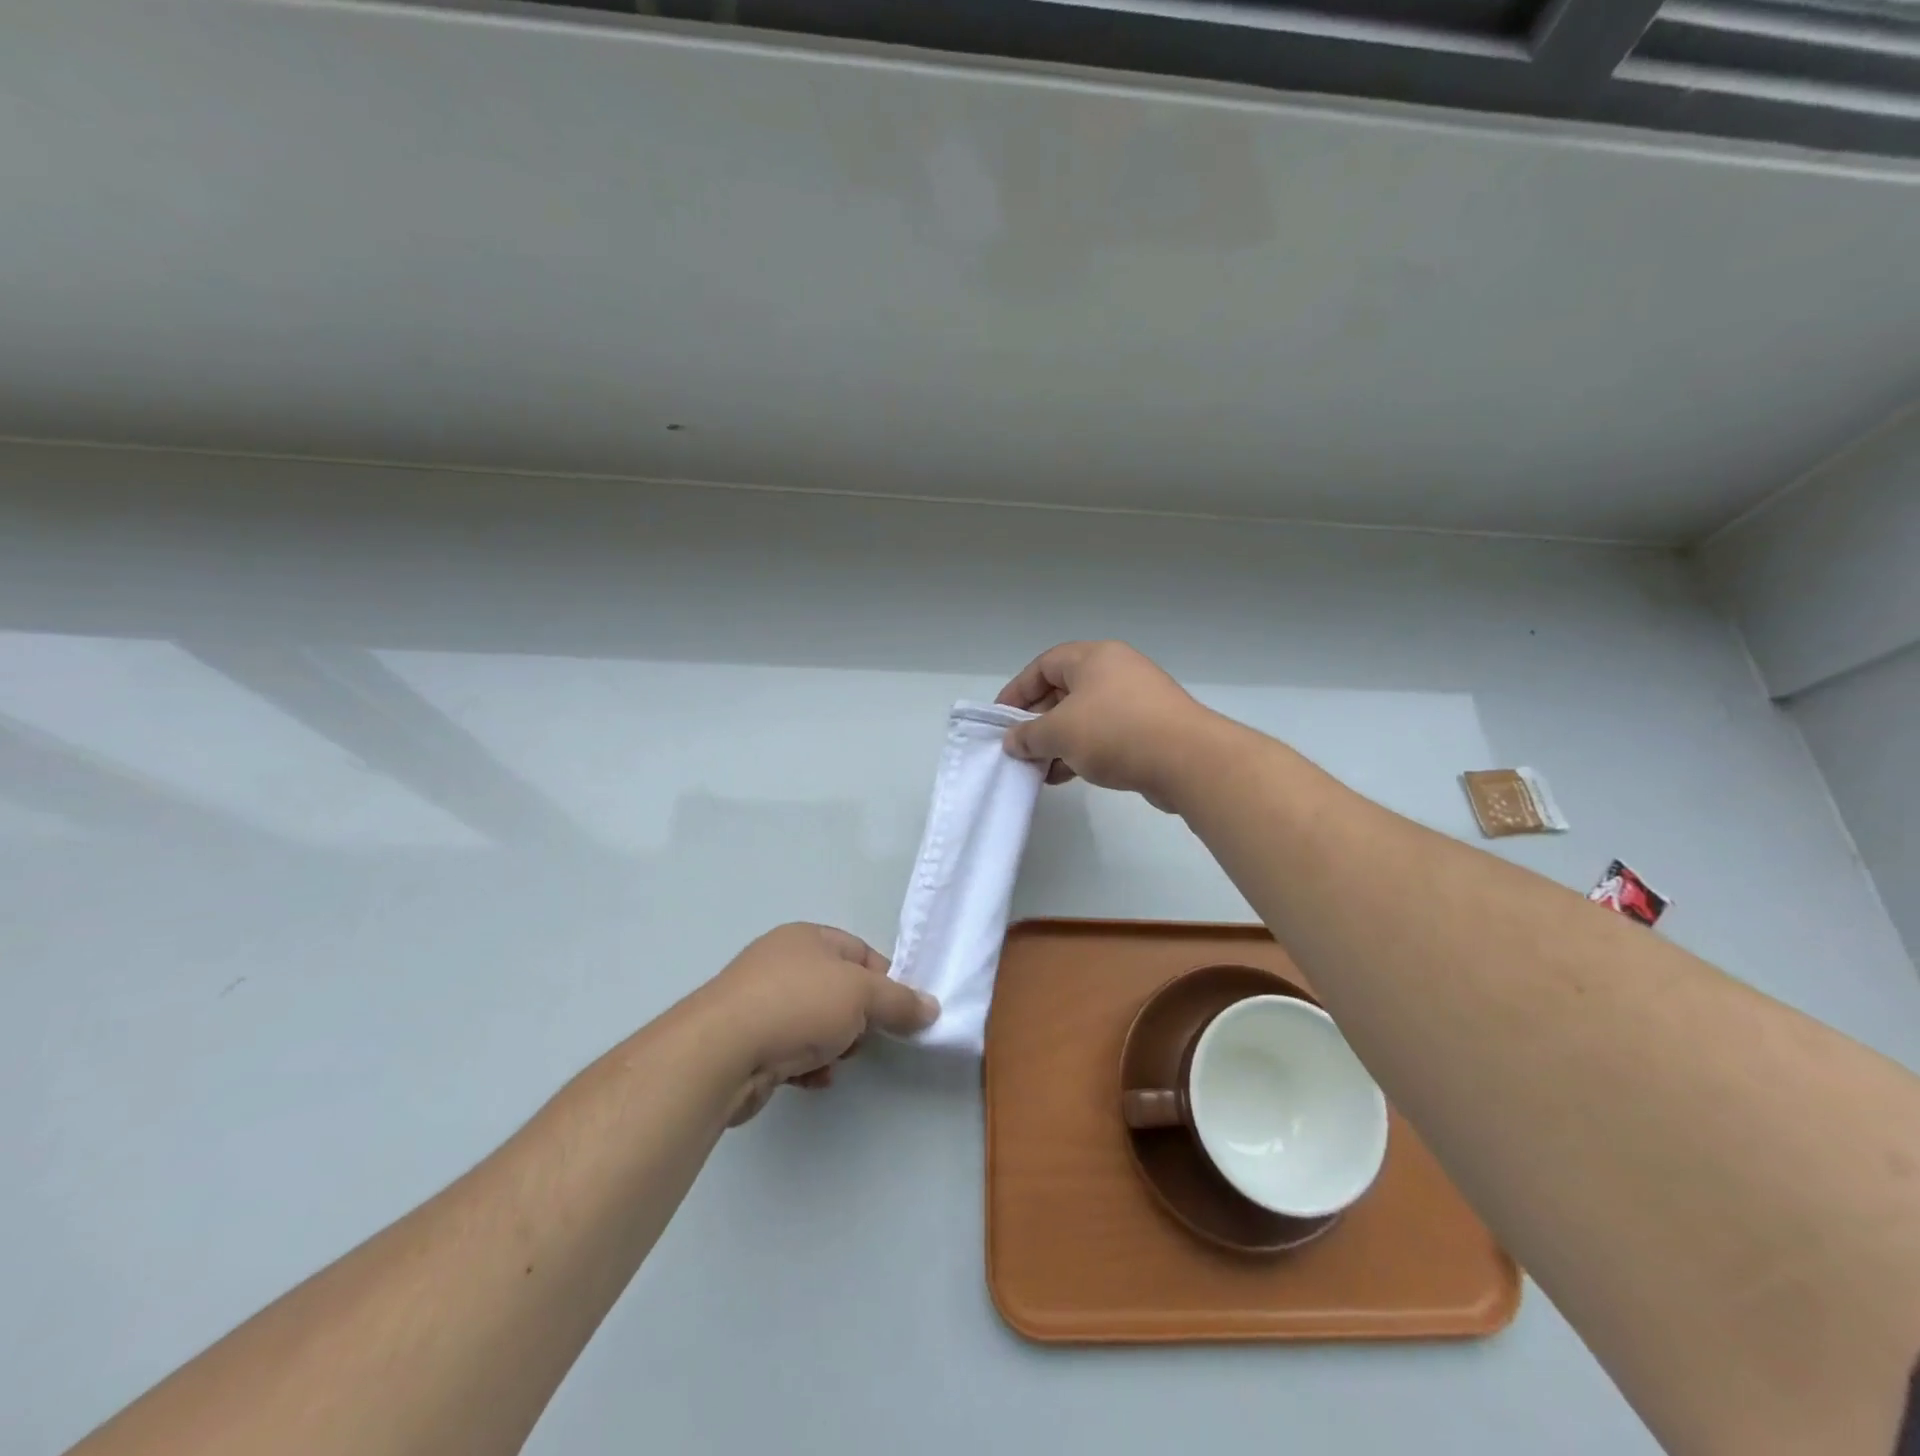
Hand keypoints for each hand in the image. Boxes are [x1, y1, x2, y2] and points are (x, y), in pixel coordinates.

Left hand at [699, 923, 938, 1125]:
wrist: (722, 1052)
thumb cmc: (798, 1005)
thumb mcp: (862, 995)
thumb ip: (900, 1001)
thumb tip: (931, 1007)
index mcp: (806, 938)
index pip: (859, 952)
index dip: (884, 981)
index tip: (899, 1011)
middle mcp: (780, 962)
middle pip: (837, 989)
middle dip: (857, 1018)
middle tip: (863, 1038)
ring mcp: (758, 1001)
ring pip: (813, 1022)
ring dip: (832, 1044)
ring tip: (835, 1062)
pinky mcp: (744, 1040)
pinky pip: (789, 1049)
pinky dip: (806, 1064)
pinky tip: (812, 1080)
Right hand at [995, 641, 1212, 810]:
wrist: (1188, 760)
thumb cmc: (1115, 732)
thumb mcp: (1059, 732)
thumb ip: (1029, 736)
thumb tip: (1013, 741)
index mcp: (1094, 657)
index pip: (1043, 666)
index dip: (1017, 691)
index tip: (1001, 720)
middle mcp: (1116, 671)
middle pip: (1063, 691)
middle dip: (1037, 722)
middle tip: (1019, 748)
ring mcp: (1136, 700)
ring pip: (1084, 717)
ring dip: (1058, 742)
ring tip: (1039, 769)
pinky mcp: (1150, 728)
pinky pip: (1105, 735)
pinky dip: (1082, 751)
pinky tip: (1065, 776)